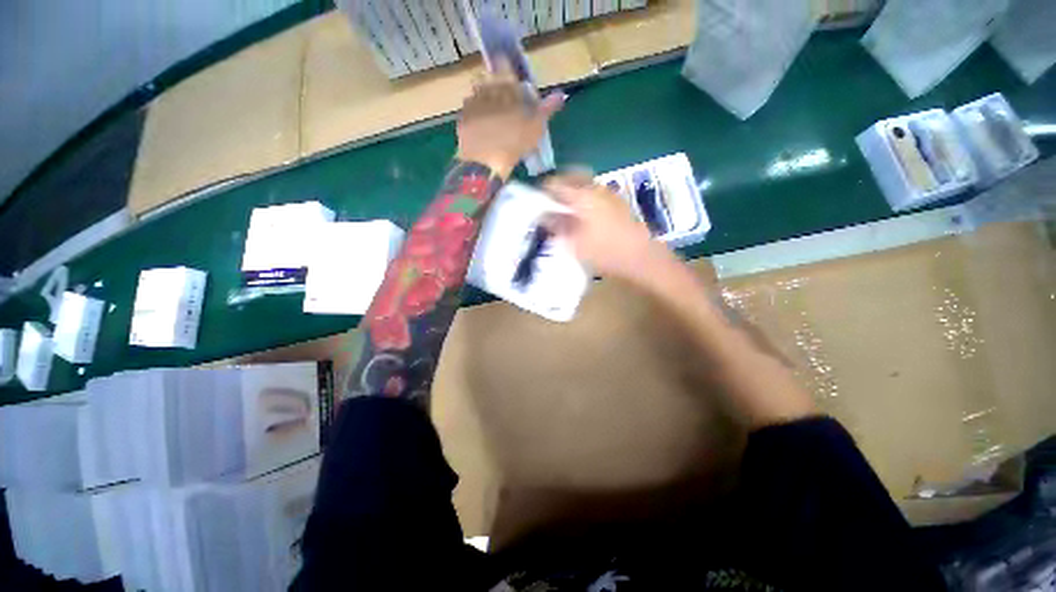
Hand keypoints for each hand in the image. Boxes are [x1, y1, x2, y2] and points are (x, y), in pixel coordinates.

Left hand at [456, 62, 564, 178]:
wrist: (485, 163)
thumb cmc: (514, 143)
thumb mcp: (535, 127)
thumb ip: (546, 109)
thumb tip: (561, 94)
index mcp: (503, 86)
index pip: (504, 65)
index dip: (507, 68)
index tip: (512, 78)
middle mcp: (484, 89)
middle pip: (489, 78)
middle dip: (496, 85)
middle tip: (504, 99)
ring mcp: (471, 105)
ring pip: (478, 93)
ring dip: (485, 98)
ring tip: (494, 113)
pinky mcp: (462, 120)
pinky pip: (469, 111)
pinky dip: (476, 114)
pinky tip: (482, 125)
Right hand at [542, 173, 665, 283]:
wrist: (640, 256)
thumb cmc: (604, 250)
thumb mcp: (575, 242)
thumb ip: (557, 226)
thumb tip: (543, 216)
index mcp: (582, 195)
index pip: (555, 183)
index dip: (542, 190)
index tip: (534, 200)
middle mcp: (595, 188)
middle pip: (571, 177)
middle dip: (557, 186)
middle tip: (548, 201)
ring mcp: (608, 194)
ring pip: (584, 183)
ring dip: (571, 191)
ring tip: (562, 208)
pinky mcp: (617, 202)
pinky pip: (593, 192)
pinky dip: (583, 197)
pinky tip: (580, 214)